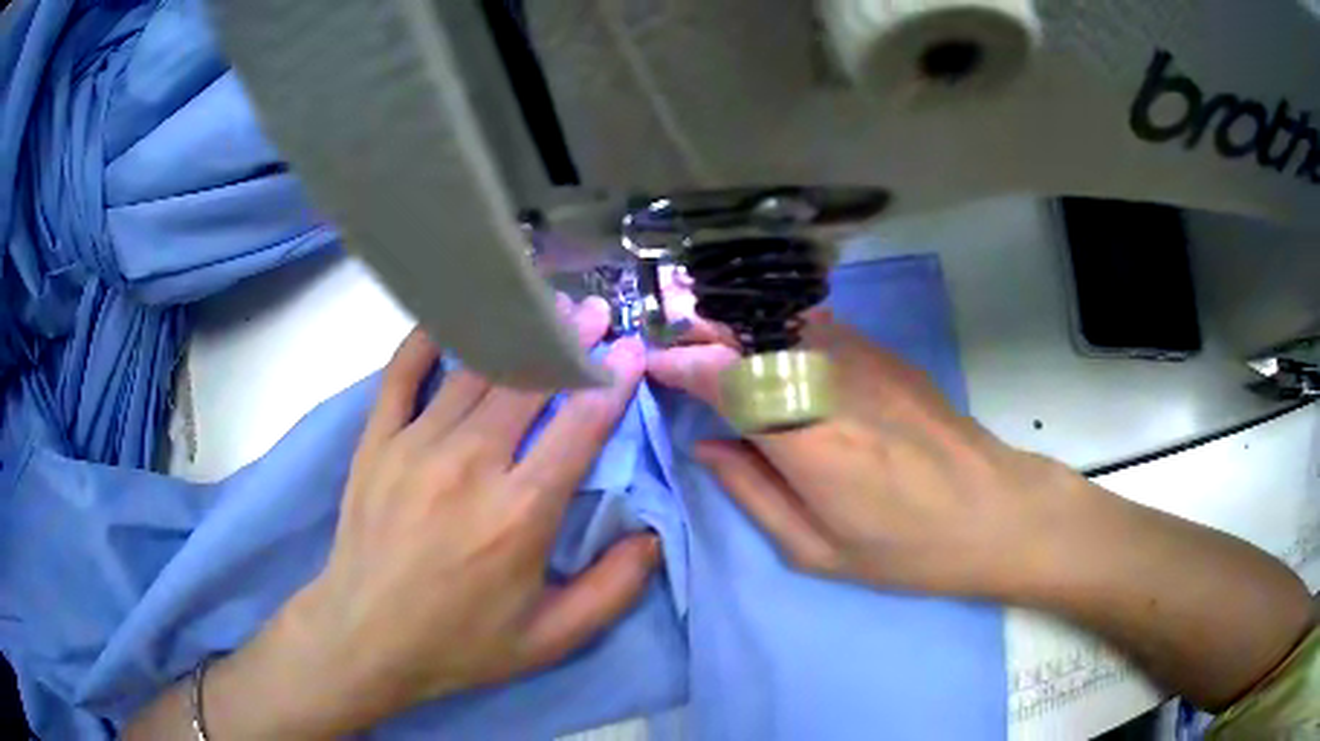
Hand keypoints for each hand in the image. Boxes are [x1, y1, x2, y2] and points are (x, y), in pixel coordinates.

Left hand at [268, 297, 656, 732]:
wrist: (364, 636)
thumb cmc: (460, 642)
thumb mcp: (551, 639)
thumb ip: (613, 589)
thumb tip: (654, 536)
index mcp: (519, 512)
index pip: (578, 426)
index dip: (611, 382)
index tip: (631, 351)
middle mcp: (470, 464)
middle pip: (527, 381)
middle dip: (569, 341)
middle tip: (594, 313)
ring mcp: (415, 444)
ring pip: (473, 368)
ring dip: (513, 333)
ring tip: (542, 308)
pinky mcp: (377, 440)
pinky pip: (403, 371)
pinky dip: (428, 338)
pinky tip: (453, 320)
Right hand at [648, 311, 1085, 600]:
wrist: (994, 509)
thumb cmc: (907, 549)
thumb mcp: (818, 550)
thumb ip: (752, 494)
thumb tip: (706, 449)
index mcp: (807, 442)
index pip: (725, 379)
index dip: (681, 366)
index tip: (655, 367)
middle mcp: (829, 383)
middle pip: (748, 333)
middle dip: (701, 333)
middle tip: (676, 347)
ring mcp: (862, 358)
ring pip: (779, 319)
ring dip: (737, 327)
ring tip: (715, 347)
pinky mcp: (886, 353)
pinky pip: (816, 326)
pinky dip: (779, 330)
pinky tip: (772, 351)